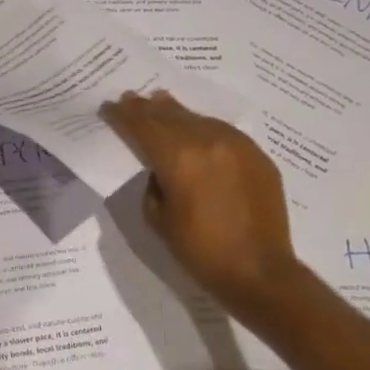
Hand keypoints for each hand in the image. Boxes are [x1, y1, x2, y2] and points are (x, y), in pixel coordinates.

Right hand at [100, 89, 298, 314]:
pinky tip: (196, 128)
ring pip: (198, 118)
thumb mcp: (159, 218)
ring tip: (160, 102)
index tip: (110, 107)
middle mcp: (208, 141)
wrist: (259, 271)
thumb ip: (154, 183)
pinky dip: (203, 126)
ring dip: (175, 112)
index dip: (123, 116)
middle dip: (146, 108)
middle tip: (130, 98)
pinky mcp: (257, 155)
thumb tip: (160, 167)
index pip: (143, 126)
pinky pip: (223, 131)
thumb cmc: (200, 251)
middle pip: (169, 115)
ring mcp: (237, 145)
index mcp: (178, 158)